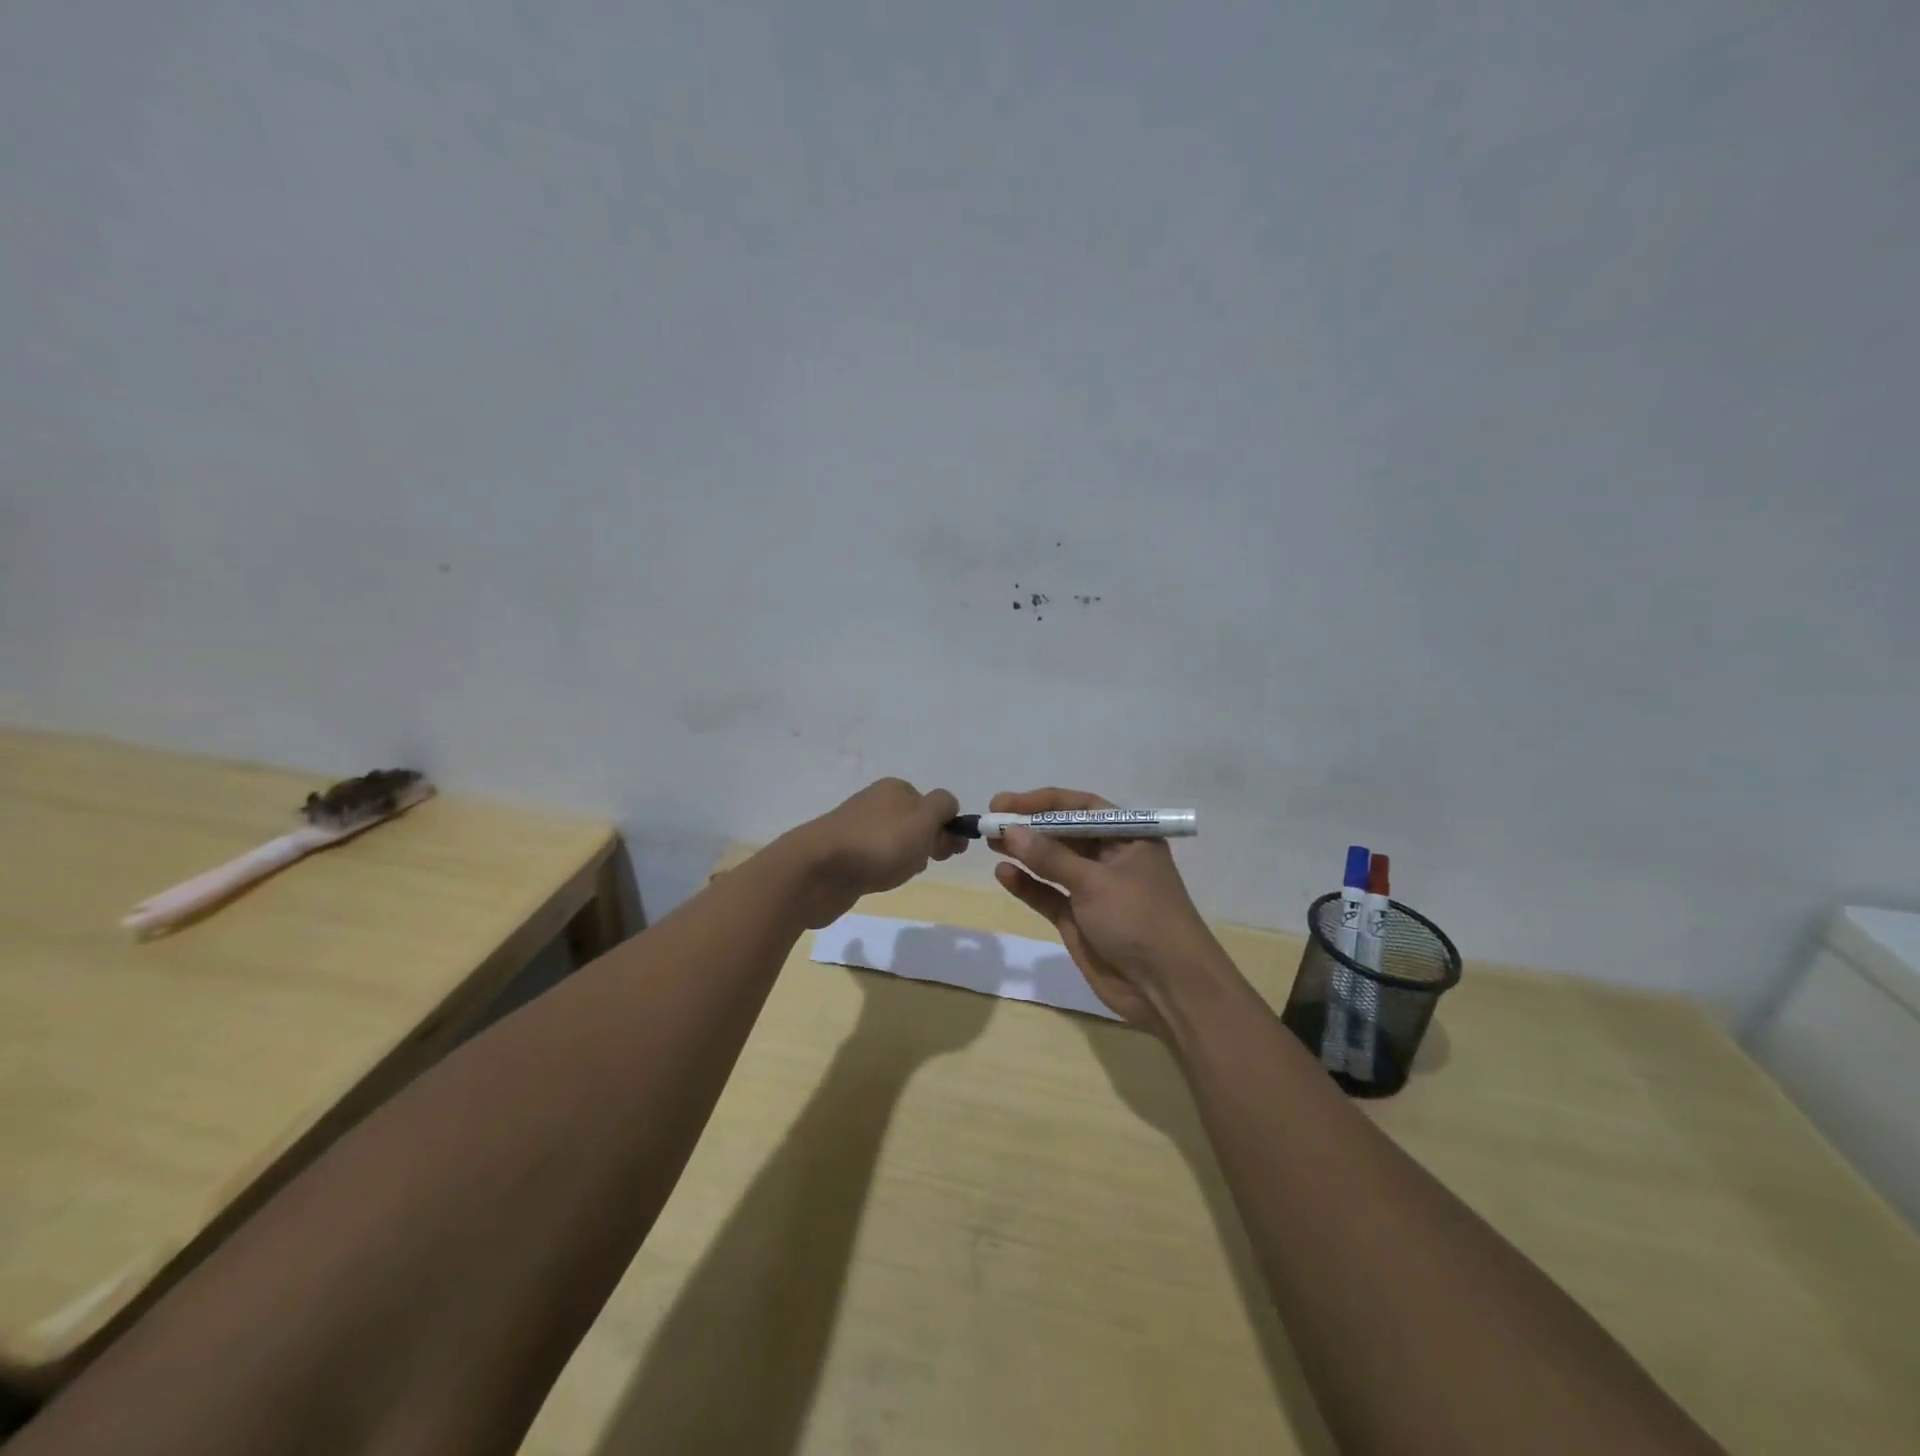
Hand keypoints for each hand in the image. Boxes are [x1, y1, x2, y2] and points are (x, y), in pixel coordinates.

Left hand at [780, 778, 964, 927]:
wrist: (818, 870)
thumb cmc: (879, 844)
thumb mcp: (924, 820)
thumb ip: (943, 807)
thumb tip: (948, 806)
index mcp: (896, 788)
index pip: (935, 804)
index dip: (946, 828)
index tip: (947, 852)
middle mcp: (876, 802)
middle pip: (915, 823)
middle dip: (926, 844)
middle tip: (922, 864)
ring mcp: (856, 827)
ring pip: (896, 842)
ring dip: (904, 859)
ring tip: (897, 874)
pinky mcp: (843, 852)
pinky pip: (875, 858)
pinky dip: (882, 869)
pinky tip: (878, 880)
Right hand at [987, 787, 1224, 1031]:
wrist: (1168, 989)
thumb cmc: (1140, 919)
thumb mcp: (1095, 882)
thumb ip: (1050, 857)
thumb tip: (1010, 830)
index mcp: (1128, 838)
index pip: (1081, 807)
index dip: (1043, 802)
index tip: (1006, 802)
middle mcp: (1111, 858)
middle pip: (1064, 833)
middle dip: (1029, 826)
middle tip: (992, 820)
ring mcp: (1094, 891)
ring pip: (1053, 864)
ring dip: (1024, 852)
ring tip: (989, 841)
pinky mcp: (1079, 920)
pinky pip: (1048, 895)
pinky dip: (1027, 885)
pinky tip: (1003, 873)